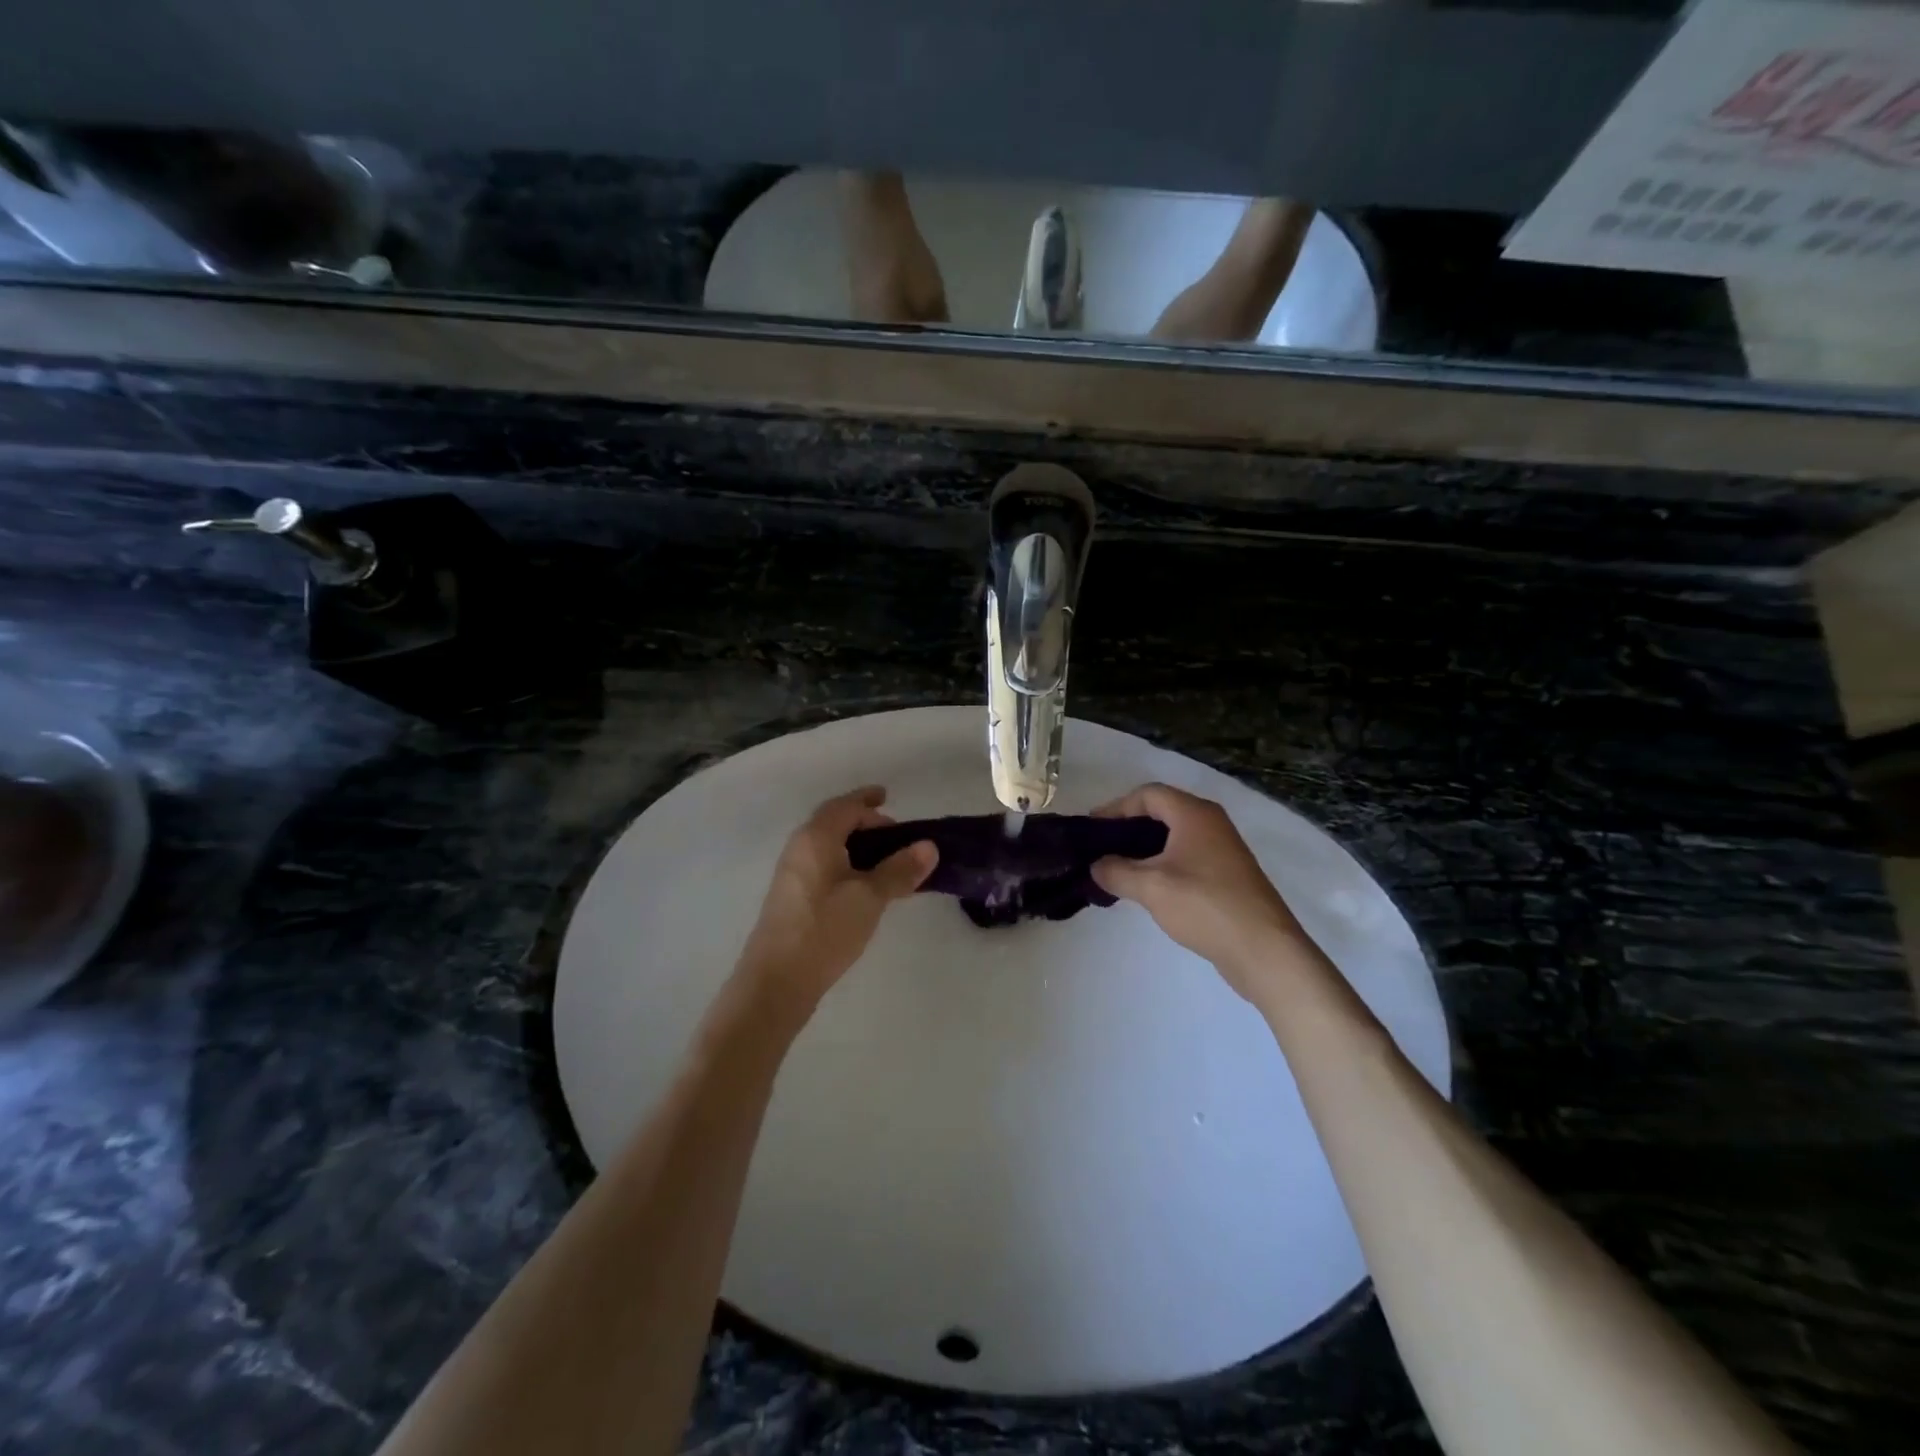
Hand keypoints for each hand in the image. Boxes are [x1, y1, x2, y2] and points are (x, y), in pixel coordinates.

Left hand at [733, 786, 936, 1018]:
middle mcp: (799, 848)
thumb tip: (929, 846)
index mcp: (816, 838)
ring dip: (856, 845)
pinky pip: (823, 865)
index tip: (888, 797)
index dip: (868, 800)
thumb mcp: (870, 898)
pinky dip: (846, 864)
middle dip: (863, 821)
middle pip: (833, 822)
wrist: (776, 982)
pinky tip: (864, 887)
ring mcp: (792, 873)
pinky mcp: (792, 897)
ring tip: (885, 861)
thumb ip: (899, 869)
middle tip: (894, 834)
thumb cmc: (825, 930)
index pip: (845, 806)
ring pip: (828, 846)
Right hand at [1090, 783, 1312, 1001]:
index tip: (1092, 829)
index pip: (1148, 794)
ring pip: (1174, 836)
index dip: (1116, 807)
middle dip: (1128, 827)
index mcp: (1194, 814)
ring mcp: (1222, 849)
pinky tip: (1148, 887)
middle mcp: (1211, 823)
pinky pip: (1186, 856)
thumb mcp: (1151, 887)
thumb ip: (1116, 871)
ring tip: (1118, 868)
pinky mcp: (1227, 874)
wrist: (1264, 949)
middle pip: (1162, 811)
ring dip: (1145, 848)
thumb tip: (1096, 865)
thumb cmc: (1205, 906)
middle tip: (1101, 848)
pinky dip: (1163, 863)